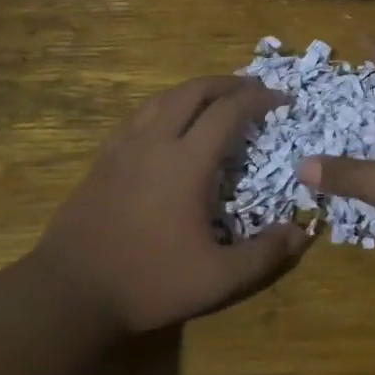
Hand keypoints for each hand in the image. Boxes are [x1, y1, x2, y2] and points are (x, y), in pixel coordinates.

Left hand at [35, 75, 313, 335]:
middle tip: (252, 89)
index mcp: (186, 162)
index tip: (281, 100)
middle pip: (194, 92)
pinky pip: (140, 115)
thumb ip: (264, 255)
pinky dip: (165, 106)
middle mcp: (155, 142)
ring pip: (163, 98)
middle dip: (228, 83)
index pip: (228, 112)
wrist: (71, 290)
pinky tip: (168, 122)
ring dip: (195, 90)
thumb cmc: (149, 281)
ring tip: (215, 97)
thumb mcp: (217, 279)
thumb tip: (303, 233)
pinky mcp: (103, 159)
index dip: (258, 99)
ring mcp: (124, 147)